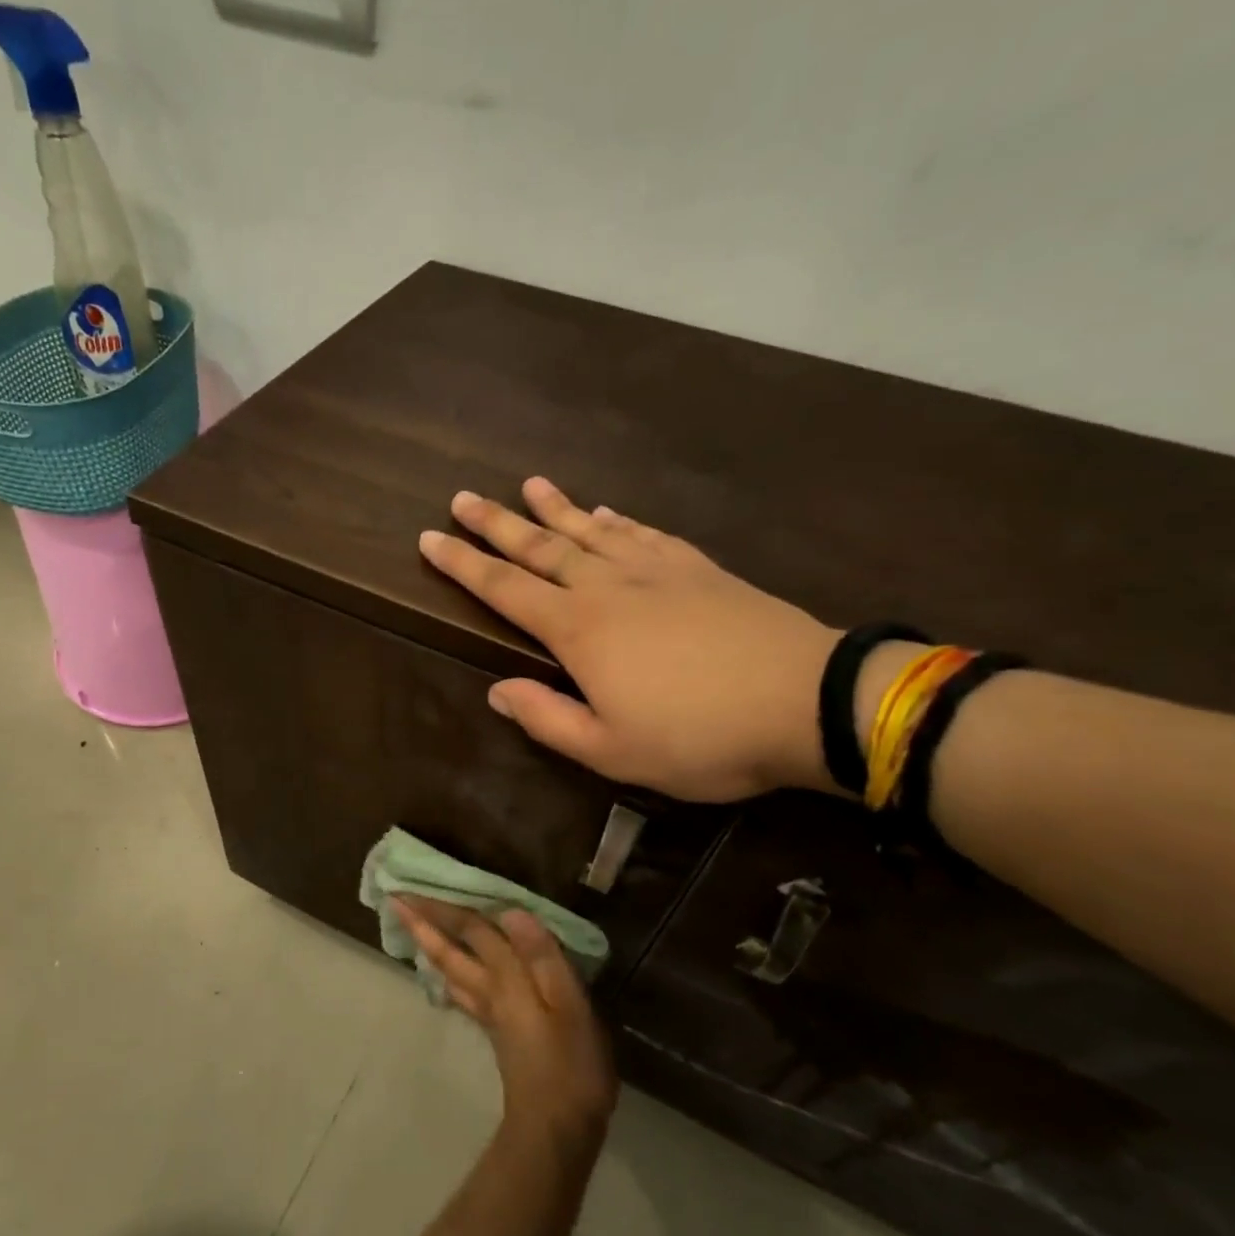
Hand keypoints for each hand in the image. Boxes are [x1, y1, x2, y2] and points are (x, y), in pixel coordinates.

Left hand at [395, 897, 616, 1155]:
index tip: (411, 887)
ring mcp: (490, 1013)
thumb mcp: (570, 1004)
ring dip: (429, 946)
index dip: (444, 906)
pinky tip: (449, 976)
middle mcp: (490, 990)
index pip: (470, 931)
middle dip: (423, 924)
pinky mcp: (497, 1032)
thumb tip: (512, 910)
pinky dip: (449, 975)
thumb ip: (542, 956)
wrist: (557, 1130)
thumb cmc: (571, 1063)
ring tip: (413, 931)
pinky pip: (462, 991)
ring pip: (450, 971)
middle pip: (449, 951)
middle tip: (394, 901)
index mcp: (507, 978)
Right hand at [419, 478, 838, 801]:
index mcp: (579, 631)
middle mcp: (608, 587)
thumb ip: (547, 719)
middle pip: (540, 547)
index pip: (505, 589)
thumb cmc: (700, 737)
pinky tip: (605, 512)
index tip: (429, 538)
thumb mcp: (612, 751)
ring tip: (527, 484)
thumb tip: (497, 691)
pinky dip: (616, 521)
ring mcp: (656, 571)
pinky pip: (643, 534)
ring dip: (554, 509)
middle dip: (496, 523)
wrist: (805, 701)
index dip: (463, 565)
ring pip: (589, 531)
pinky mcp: (698, 568)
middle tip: (462, 497)